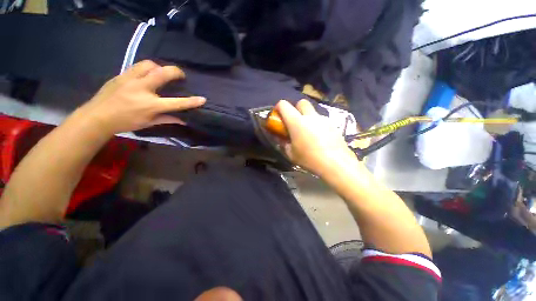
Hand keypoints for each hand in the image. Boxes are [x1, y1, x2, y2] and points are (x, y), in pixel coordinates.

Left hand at [77, 60, 205, 134]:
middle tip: (180, 76)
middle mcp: (142, 89)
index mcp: (150, 105)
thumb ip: (167, 119)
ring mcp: (130, 79)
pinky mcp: (121, 75)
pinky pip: (137, 66)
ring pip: (149, 64)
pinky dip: (146, 69)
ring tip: (162, 73)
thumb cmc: (125, 122)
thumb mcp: (149, 123)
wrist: (97, 116)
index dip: (192, 101)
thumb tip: (183, 121)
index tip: (202, 99)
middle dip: (176, 72)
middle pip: (163, 73)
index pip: (177, 103)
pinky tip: (147, 75)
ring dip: (160, 67)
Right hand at [275, 99, 359, 176]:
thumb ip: (284, 144)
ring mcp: (323, 119)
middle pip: (301, 102)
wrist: (336, 163)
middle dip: (296, 108)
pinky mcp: (333, 125)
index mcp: (296, 122)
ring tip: (308, 132)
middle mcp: (310, 116)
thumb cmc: (309, 159)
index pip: (284, 105)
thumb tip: (282, 140)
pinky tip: (319, 138)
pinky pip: (322, 120)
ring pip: (313, 112)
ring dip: (307, 117)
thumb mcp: (291, 154)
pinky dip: (317, 124)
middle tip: (294, 121)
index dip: (279, 107)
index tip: (278, 116)